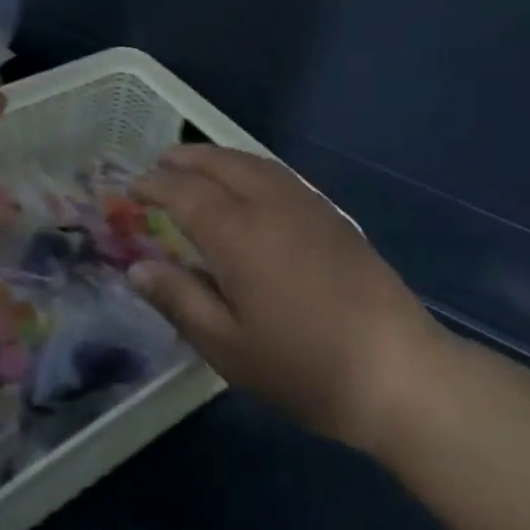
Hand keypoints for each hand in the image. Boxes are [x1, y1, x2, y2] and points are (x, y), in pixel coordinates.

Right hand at [131, 145, 441, 447]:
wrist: (396, 372)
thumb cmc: (301, 366)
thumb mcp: (226, 345)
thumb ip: (179, 299)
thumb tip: (138, 269)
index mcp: (238, 234)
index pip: (185, 192)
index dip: (155, 185)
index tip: (133, 188)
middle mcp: (272, 206)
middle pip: (223, 164)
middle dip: (188, 159)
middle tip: (161, 163)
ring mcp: (310, 208)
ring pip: (257, 164)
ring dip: (222, 157)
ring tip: (199, 165)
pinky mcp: (336, 219)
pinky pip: (283, 176)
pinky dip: (253, 168)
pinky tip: (252, 186)